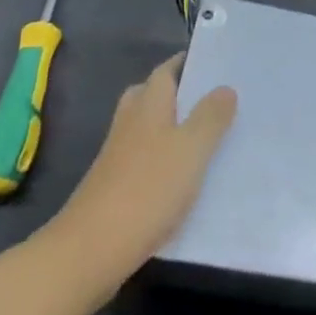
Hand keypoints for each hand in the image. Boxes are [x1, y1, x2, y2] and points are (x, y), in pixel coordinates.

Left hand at [44, 54, 235, 295]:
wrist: (90, 251)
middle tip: (211, 98)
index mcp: (148, 105)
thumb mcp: (191, 150)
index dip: (187, 64)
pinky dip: (163, 159)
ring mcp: (118, 157)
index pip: (165, 71)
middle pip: (151, 96)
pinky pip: (144, 160)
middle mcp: (130, 124)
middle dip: (178, 93)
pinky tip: (185, 178)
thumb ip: (210, 117)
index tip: (214, 63)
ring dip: (172, 127)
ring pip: (147, 129)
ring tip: (206, 136)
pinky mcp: (114, 188)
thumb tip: (225, 88)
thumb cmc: (146, 189)